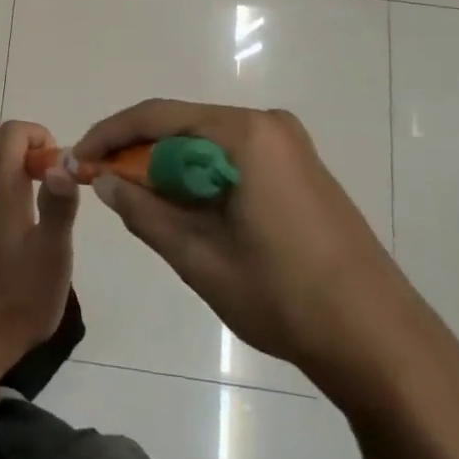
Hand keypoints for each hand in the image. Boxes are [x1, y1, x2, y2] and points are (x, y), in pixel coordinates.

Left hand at [0, 121, 78, 377]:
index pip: (11, 132)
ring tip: (40, 192)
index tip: (60, 164)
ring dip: (11, 161)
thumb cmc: (21, 297)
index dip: (38, 135)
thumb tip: (64, 161)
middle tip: (51, 174)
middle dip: (24, 143)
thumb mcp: (54, 254)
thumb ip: (59, 204)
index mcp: (1, 190)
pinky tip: (21, 216)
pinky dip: (0, 181)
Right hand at [75, 100, 428, 393]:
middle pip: (182, 125)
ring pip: (206, 144)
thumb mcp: (198, 256)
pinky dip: (199, 178)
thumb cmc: (284, 296)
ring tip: (135, 202)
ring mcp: (290, 147)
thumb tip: (102, 179)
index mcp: (246, 134)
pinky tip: (184, 210)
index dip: (109, 135)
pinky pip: (232, 159)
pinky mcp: (300, 171)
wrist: (381, 343)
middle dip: (136, 153)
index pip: (157, 116)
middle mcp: (269, 126)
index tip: (76, 160)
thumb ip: (142, 211)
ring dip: (167, 168)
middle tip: (100, 184)